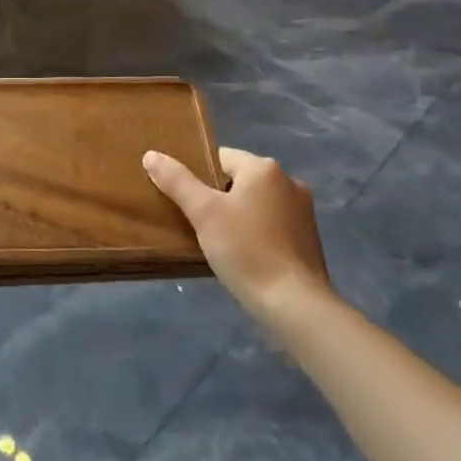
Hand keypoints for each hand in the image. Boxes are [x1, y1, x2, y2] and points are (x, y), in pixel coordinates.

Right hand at [144, 146, 331, 322]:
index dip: (199, 176)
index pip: (220, 158)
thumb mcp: (204, 213)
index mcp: (264, 168)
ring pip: (256, 203)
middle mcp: (289, 181)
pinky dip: (256, 232)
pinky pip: (273, 224)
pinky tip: (244, 255)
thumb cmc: (246, 250)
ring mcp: (303, 211)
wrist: (295, 305)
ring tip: (217, 241)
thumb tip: (151, 155)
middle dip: (218, 197)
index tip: (185, 200)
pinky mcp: (309, 238)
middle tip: (197, 222)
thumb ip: (177, 181)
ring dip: (238, 215)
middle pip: (239, 180)